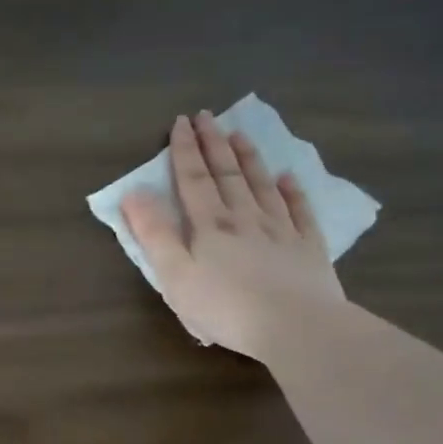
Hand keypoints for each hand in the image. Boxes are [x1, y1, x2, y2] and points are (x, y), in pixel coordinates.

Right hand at [120, 110, 342, 358]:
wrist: (295, 327)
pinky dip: (293, 191)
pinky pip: (300, 211)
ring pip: (262, 185)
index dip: (185, 150)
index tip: (181, 122)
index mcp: (209, 225)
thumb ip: (154, 234)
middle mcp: (245, 218)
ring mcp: (281, 230)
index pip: (193, 179)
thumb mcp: (174, 275)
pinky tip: (289, 177)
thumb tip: (134, 193)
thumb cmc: (224, 306)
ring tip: (241, 134)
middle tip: (208, 116)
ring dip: (249, 158)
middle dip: (214, 144)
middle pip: (227, 174)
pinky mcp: (308, 248)